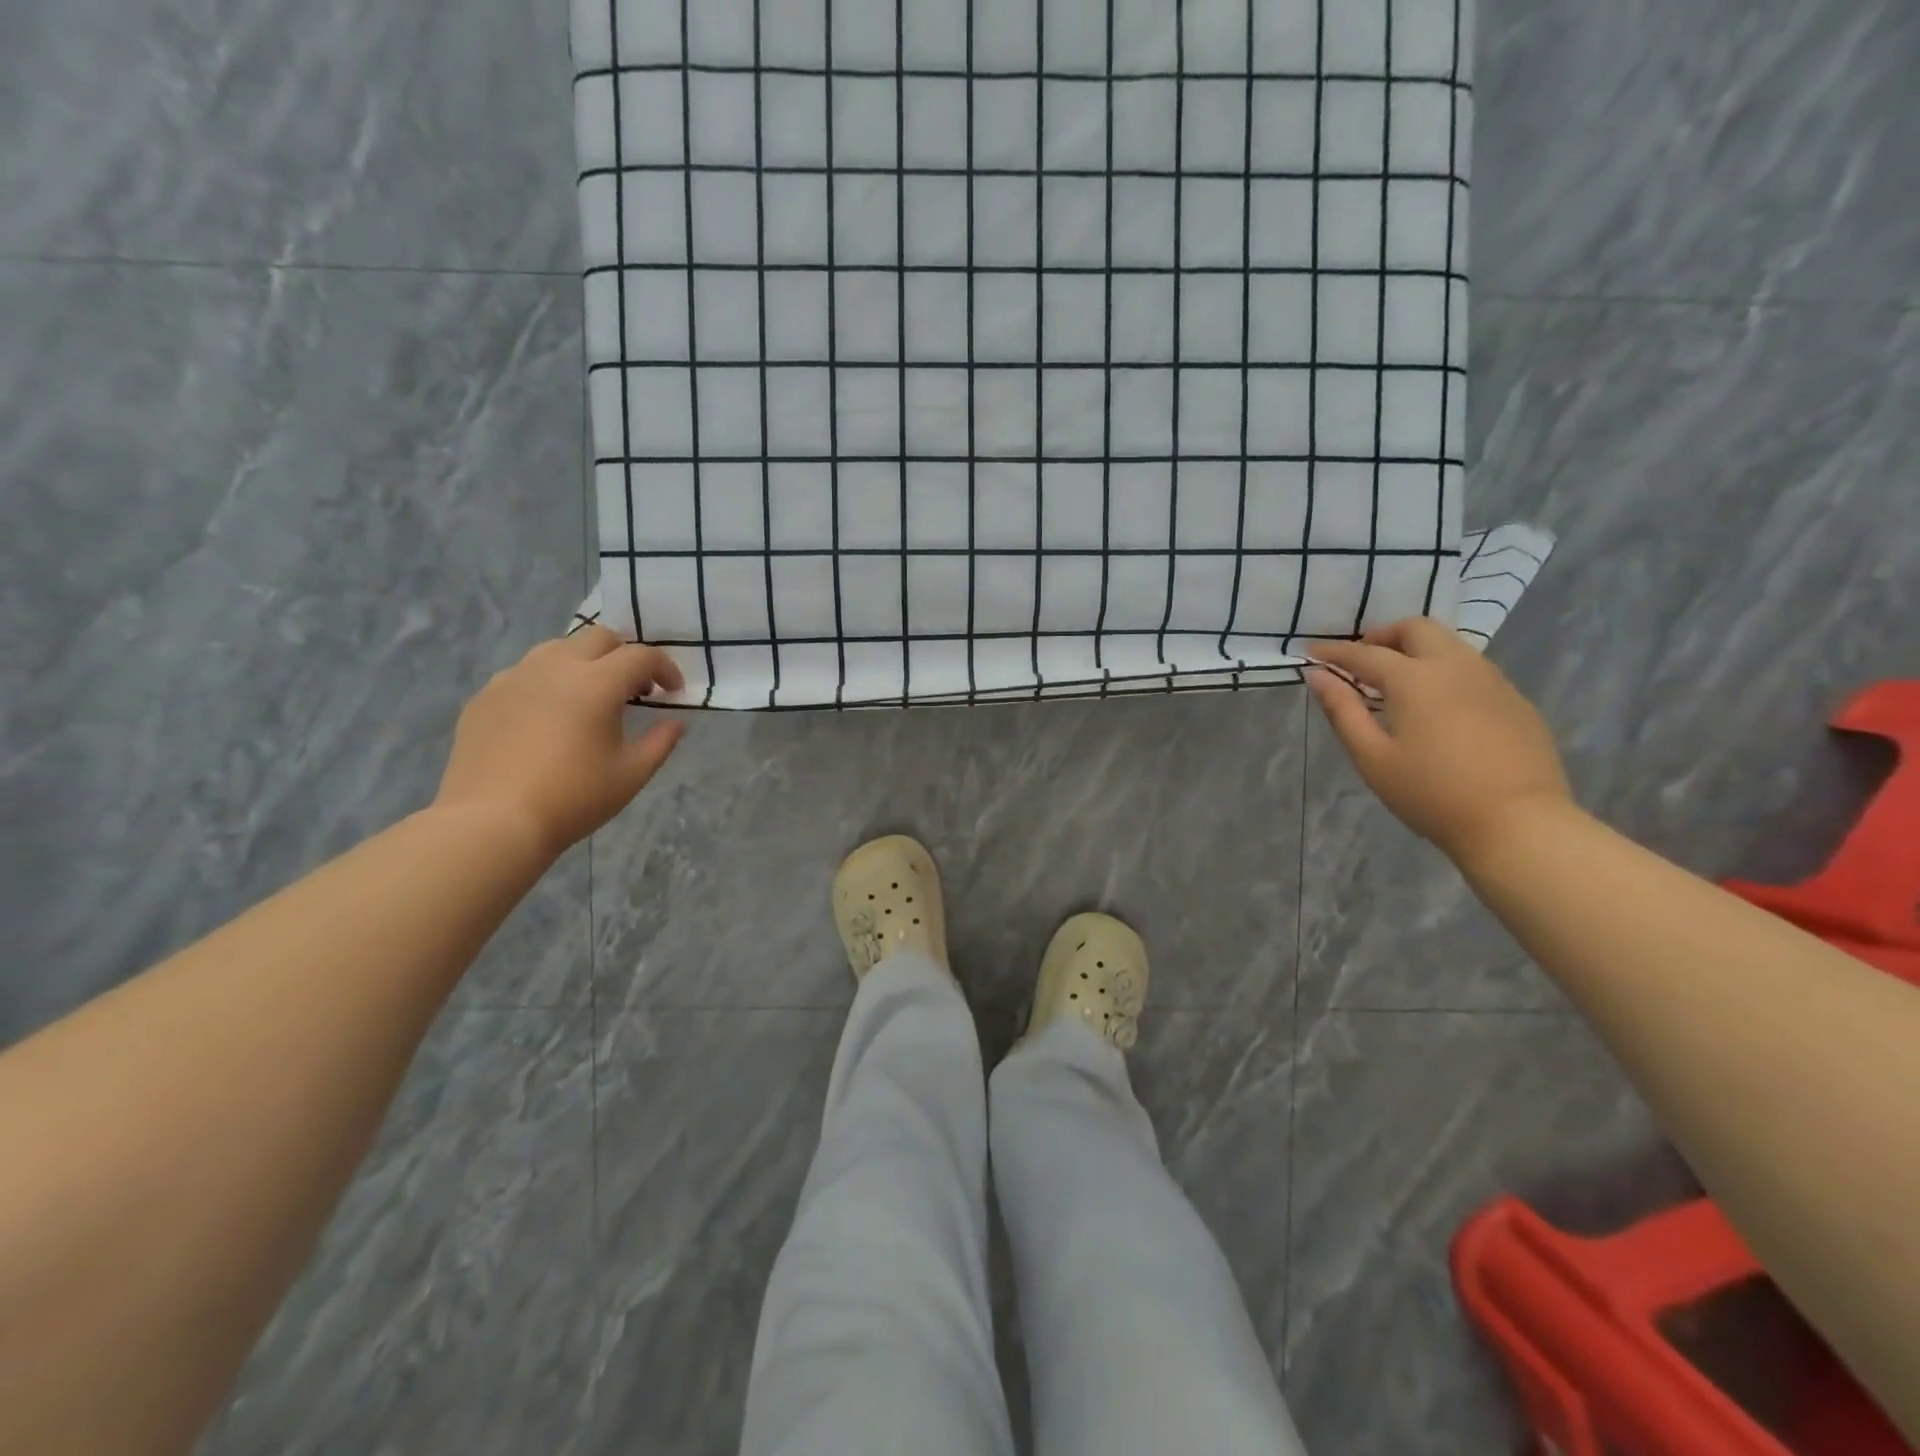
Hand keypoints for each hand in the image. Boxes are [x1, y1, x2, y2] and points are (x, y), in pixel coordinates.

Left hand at [433, 627, 685, 856]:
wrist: (492, 822)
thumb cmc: (573, 798)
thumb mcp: (632, 774)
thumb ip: (660, 742)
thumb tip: (675, 723)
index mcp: (597, 683)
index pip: (641, 656)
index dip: (665, 668)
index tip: (673, 691)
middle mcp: (555, 667)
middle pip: (598, 638)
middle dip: (625, 656)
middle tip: (635, 690)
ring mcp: (514, 677)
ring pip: (558, 648)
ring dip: (585, 662)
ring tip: (590, 696)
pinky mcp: (485, 695)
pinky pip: (524, 672)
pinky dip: (548, 681)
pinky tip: (548, 715)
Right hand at [1307, 618, 1575, 865]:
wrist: (1518, 823)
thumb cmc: (1431, 793)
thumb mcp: (1372, 757)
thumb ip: (1342, 711)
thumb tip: (1318, 676)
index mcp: (1415, 679)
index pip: (1365, 653)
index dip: (1334, 652)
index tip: (1311, 653)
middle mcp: (1455, 666)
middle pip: (1416, 629)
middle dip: (1383, 636)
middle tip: (1361, 661)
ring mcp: (1492, 680)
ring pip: (1449, 644)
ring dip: (1416, 650)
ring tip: (1396, 681)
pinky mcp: (1515, 700)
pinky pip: (1473, 669)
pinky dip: (1444, 671)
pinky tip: (1437, 705)